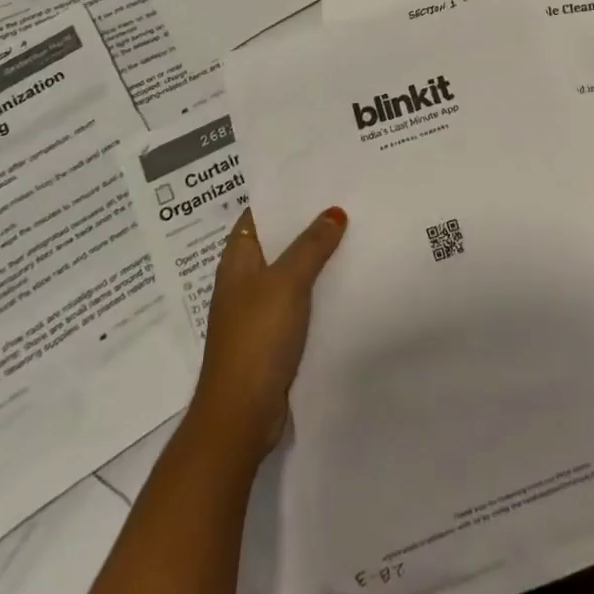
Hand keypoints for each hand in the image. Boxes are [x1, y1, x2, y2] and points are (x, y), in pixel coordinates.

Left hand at [188, 205, 346, 458]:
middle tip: (348, 201)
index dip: (285, 195)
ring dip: (317, 258)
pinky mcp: (273, 338)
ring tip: (355, 234)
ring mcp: (258, 311)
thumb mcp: (286, 282)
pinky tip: (348, 282)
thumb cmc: (256, 338)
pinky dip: (319, 291)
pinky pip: (299, 302)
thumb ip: (311, 245)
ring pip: (291, 273)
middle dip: (308, 225)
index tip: (320, 178)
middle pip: (278, 242)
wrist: (241, 415)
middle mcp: (244, 280)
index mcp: (237, 260)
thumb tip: (334, 211)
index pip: (260, 214)